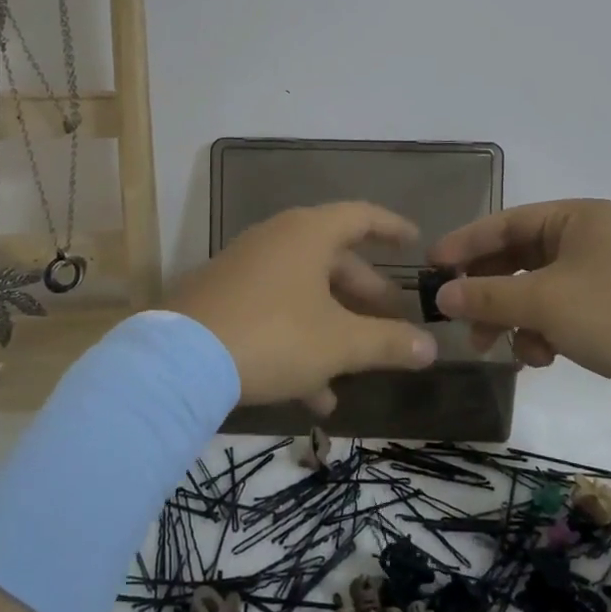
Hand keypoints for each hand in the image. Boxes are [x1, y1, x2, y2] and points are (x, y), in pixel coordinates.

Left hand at [163, 202, 438, 415]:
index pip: (361, 216)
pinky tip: (314, 395)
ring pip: (304, 292)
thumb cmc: (273, 335)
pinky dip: (298, 342)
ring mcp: (245, 269)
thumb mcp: (339, 343)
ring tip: (357, 370)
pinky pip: (274, 312)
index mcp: (308, 233)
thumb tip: (431, 347)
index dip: (392, 227)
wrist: (179, 361)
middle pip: (333, 259)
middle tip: (391, 318)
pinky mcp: (222, 299)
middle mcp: (276, 240)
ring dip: (333, 328)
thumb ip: (387, 343)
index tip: (416, 242)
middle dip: (365, 293)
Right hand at [428, 199, 610, 425]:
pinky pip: (559, 314)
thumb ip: (487, 295)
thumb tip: (441, 294)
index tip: (430, 267)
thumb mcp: (545, 302)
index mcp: (576, 218)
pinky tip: (540, 359)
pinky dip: (542, 333)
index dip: (464, 244)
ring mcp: (602, 277)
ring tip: (496, 347)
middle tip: (458, 319)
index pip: (505, 223)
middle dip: (487, 290)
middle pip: (517, 258)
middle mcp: (587, 240)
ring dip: (512, 317)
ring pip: (536, 291)